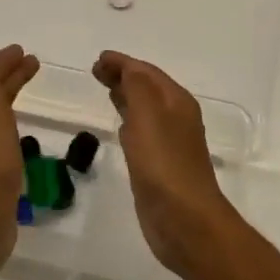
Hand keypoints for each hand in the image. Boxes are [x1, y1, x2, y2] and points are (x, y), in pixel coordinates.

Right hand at [92, 51, 239, 277]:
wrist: (184, 219)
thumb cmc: (164, 163)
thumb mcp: (148, 115)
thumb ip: (136, 86)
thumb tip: (125, 66)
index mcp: (177, 102)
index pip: (147, 72)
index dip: (123, 63)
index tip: (97, 60)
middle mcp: (176, 118)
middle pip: (148, 88)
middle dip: (124, 77)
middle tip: (96, 72)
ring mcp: (169, 143)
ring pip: (145, 110)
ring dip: (127, 98)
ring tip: (106, 91)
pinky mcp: (159, 166)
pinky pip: (142, 134)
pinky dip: (129, 123)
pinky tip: (120, 128)